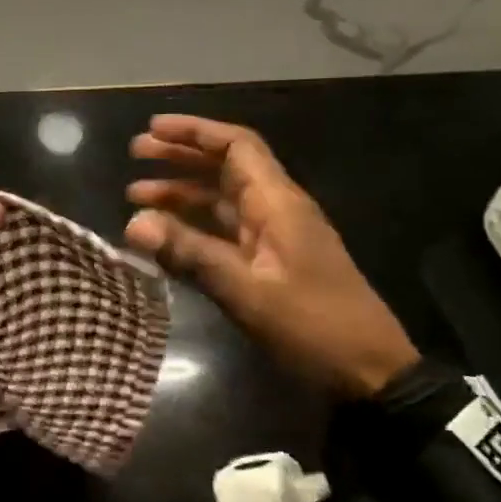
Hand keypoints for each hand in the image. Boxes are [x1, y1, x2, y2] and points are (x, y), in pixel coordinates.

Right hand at [125, 115, 417, 397]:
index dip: (194, 132)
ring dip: (180, 194)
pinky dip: (192, 227)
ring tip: (135, 197)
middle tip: (134, 155)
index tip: (153, 129)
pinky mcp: (269, 263)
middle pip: (224, 168)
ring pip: (220, 200)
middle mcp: (275, 210)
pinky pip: (224, 231)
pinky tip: (164, 237)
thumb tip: (132, 222)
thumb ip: (190, 253)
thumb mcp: (247, 291)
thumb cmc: (312, 325)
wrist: (368, 372)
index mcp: (278, 203)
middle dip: (180, 157)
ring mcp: (273, 237)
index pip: (236, 146)